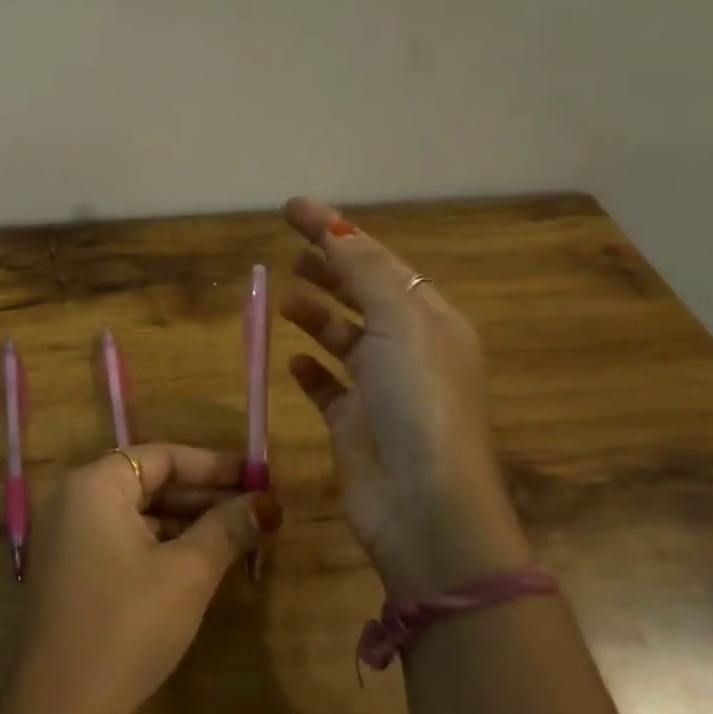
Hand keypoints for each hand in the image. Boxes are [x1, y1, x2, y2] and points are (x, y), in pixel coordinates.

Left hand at [1, 444, 281, 713]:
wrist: (61, 707)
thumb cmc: (127, 624)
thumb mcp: (187, 573)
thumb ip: (227, 530)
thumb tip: (268, 504)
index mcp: (94, 484)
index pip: (161, 457)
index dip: (212, 465)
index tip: (257, 476)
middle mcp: (74, 498)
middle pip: (147, 482)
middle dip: (202, 495)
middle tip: (255, 508)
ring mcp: (66, 535)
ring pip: (136, 513)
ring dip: (184, 522)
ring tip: (237, 536)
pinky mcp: (69, 569)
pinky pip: (121, 538)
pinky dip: (159, 544)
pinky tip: (198, 562)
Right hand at [280, 197, 530, 601]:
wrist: (424, 505)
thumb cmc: (418, 402)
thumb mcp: (398, 322)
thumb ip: (364, 271)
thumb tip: (335, 227)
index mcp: (429, 319)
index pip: (377, 260)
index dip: (335, 230)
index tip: (291, 208)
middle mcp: (408, 350)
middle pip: (362, 295)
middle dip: (328, 269)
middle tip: (288, 251)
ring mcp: (381, 389)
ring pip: (343, 338)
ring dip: (316, 315)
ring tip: (283, 299)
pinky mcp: (354, 424)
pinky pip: (328, 387)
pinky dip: (311, 369)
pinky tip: (292, 361)